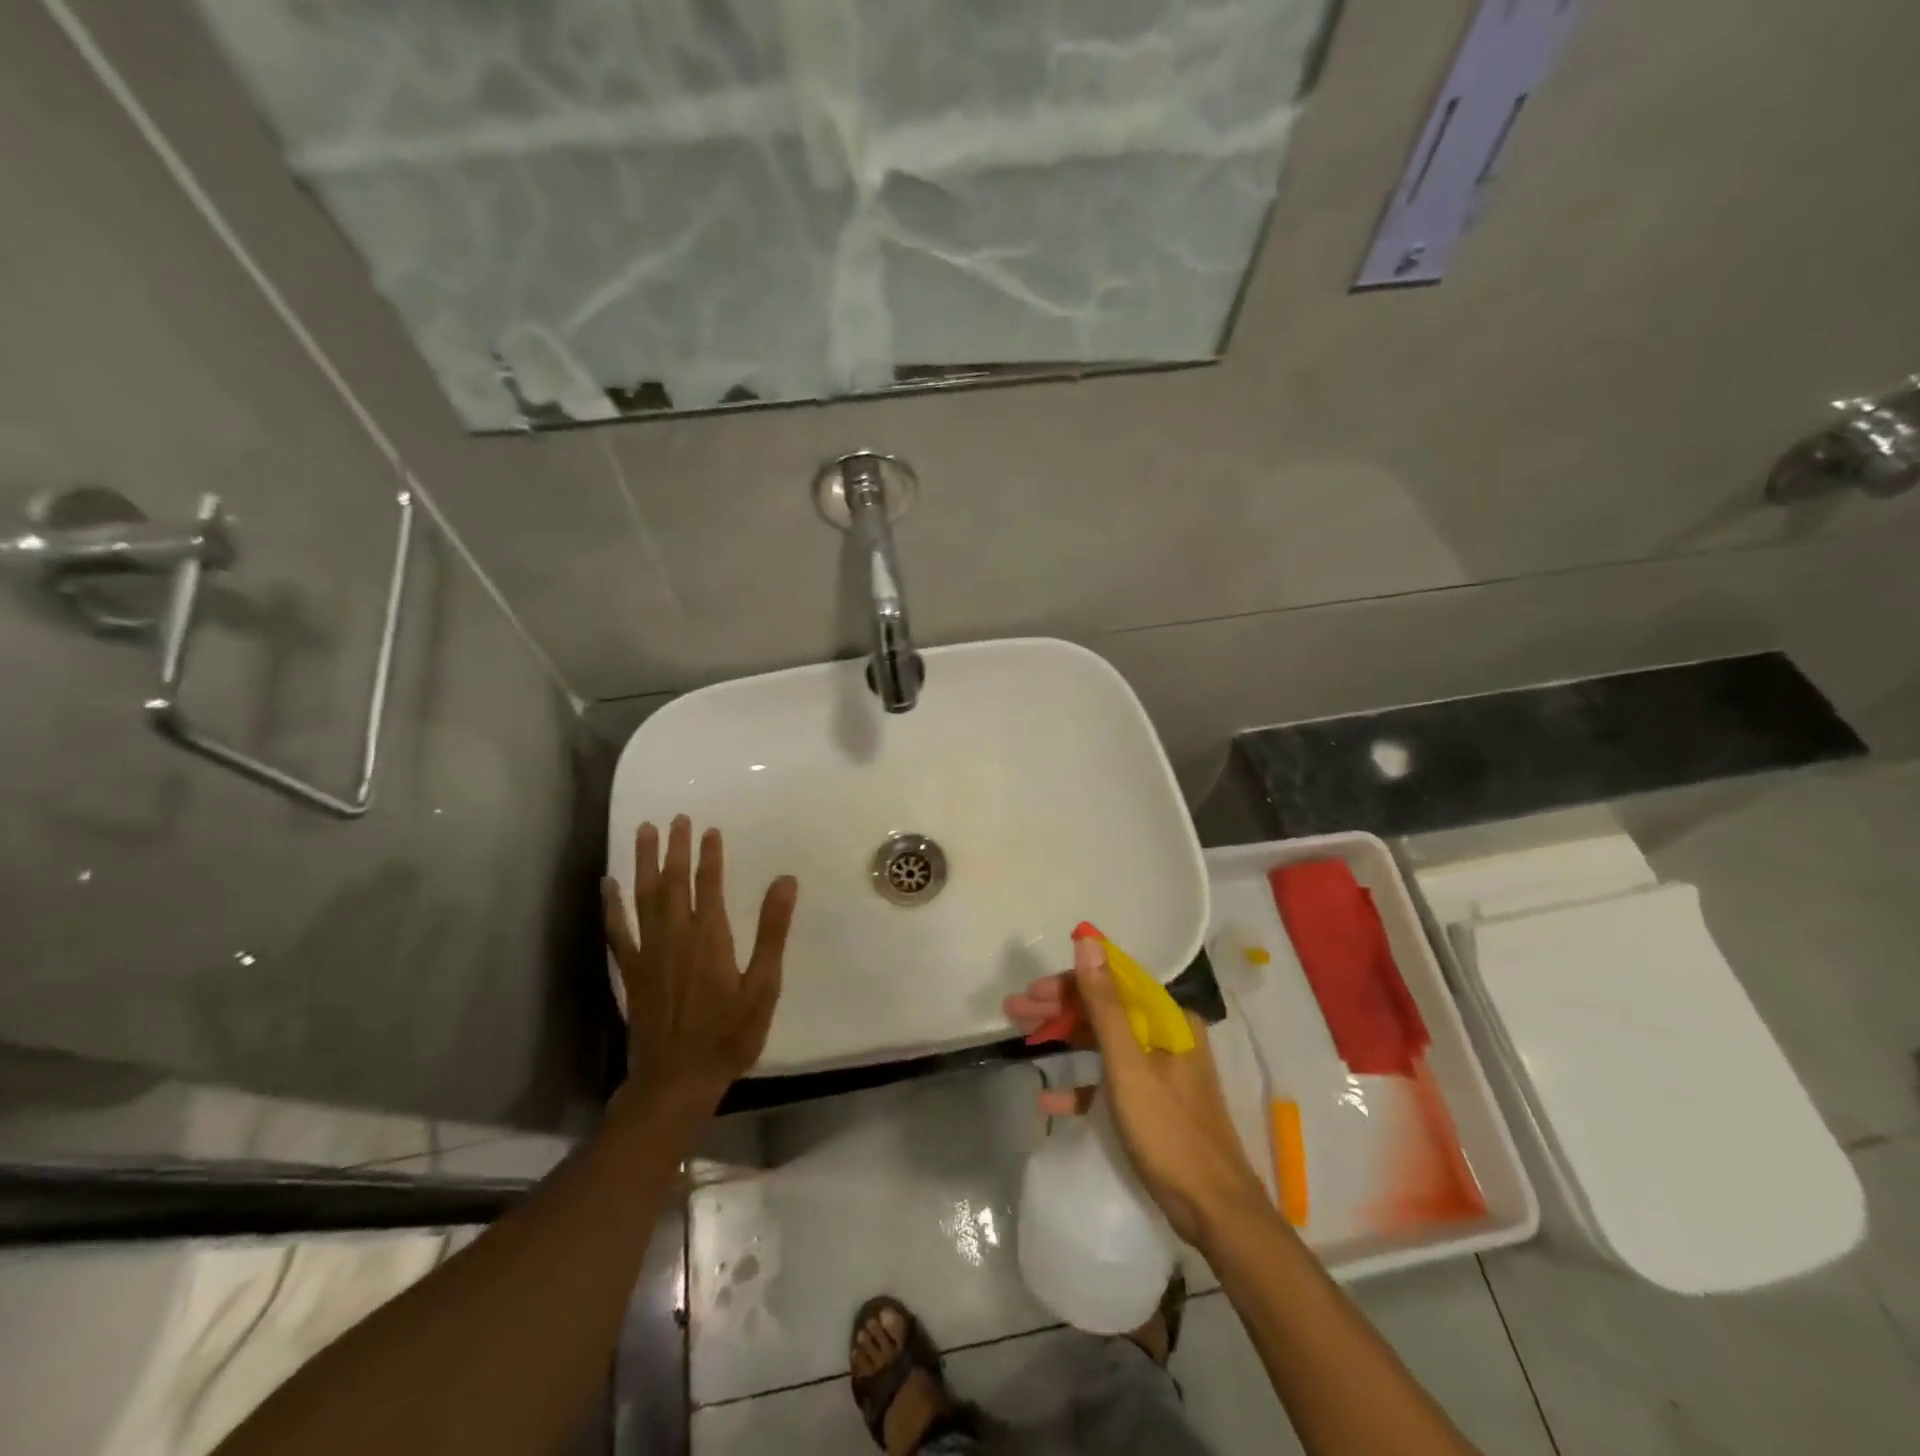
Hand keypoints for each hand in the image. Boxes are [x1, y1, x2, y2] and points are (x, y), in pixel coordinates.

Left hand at [602, 816, 798, 1114]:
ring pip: (643, 896)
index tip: (710, 829)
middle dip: (675, 848)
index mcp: (710, 936)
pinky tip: (607, 885)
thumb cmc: (729, 1034)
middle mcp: (675, 936)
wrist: (676, 1080)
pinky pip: (618, 930)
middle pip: (673, 881)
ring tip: (643, 832)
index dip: (710, 855)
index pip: (708, 884)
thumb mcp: (764, 985)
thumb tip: (785, 881)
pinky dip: (611, 906)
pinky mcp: (631, 971)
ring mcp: (648, 952)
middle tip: (675, 818)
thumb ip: (772, 931)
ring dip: (643, 862)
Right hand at [1004, 937, 1268, 1247]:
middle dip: (1059, 1008)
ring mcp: (1161, 1071)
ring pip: (1104, 1042)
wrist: (1215, 1212)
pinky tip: (1049, 1099)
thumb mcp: (1129, 1065)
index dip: (1069, 981)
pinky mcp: (1153, 1103)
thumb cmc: (1169, 1132)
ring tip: (1022, 1039)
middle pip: (1105, 1010)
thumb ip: (1105, 1004)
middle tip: (1014, 1011)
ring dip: (1064, 1039)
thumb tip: (1088, 942)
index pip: (1113, 982)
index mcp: (1167, 1019)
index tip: (1031, 990)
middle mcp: (1166, 1036)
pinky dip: (1081, 1085)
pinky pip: (1111, 1081)